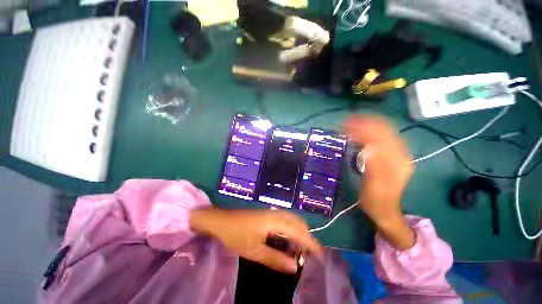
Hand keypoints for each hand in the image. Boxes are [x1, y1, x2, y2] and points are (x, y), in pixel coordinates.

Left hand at [190, 209, 322, 273]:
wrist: (220, 220)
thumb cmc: (236, 235)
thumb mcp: (254, 251)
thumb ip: (275, 259)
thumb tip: (295, 267)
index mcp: (274, 221)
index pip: (299, 232)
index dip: (311, 243)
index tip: (321, 256)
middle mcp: (276, 213)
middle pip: (298, 223)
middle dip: (307, 237)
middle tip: (310, 255)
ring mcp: (271, 211)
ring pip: (292, 219)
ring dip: (299, 232)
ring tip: (301, 249)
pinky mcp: (267, 213)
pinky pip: (285, 219)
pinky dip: (291, 229)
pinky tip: (288, 239)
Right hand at [343, 115, 414, 249]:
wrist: (385, 209)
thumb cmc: (376, 200)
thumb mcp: (373, 186)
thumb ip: (374, 167)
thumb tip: (368, 149)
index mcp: (397, 161)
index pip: (380, 137)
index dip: (363, 128)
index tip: (346, 125)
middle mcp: (401, 154)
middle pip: (384, 130)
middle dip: (365, 123)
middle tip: (346, 121)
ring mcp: (397, 153)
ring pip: (383, 132)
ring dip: (366, 125)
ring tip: (350, 124)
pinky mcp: (392, 155)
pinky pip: (381, 138)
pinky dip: (368, 132)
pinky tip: (358, 133)